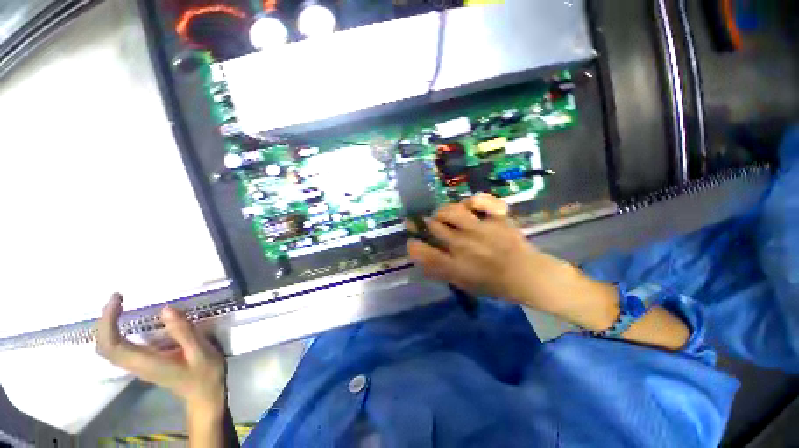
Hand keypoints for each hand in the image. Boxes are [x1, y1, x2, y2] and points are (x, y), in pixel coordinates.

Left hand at [96, 294, 226, 415]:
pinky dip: (114, 332)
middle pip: (104, 347)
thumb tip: (165, 309)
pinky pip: (117, 349)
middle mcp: (135, 365)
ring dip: (107, 326)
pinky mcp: (142, 364)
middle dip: (104, 321)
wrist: (204, 394)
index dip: (108, 321)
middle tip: (117, 299)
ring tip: (119, 306)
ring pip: (108, 349)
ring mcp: (137, 366)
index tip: (118, 299)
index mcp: (147, 363)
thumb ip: (183, 332)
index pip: (112, 345)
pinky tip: (126, 322)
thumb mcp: (200, 351)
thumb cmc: (205, 374)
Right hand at [406, 193, 591, 317]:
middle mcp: (463, 245)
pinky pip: (482, 201)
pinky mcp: (496, 218)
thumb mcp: (461, 284)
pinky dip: (475, 200)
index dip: (413, 244)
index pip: (422, 252)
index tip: (413, 241)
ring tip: (445, 215)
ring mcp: (480, 229)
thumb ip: (439, 270)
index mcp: (454, 265)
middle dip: (423, 223)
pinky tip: (471, 206)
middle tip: (425, 223)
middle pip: (433, 226)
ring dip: (443, 212)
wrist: (527, 276)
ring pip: (451, 210)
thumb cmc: (492, 284)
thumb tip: (421, 256)